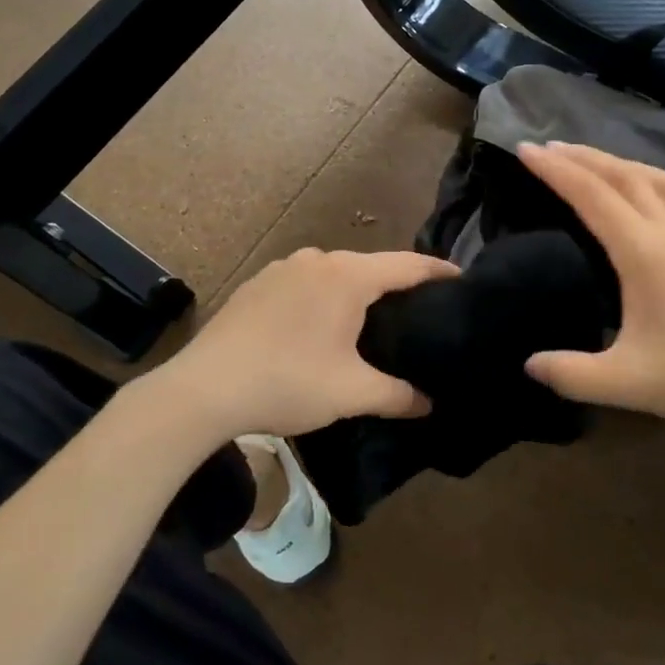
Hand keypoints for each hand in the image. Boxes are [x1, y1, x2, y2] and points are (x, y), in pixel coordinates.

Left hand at [162, 248, 458, 438]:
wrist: (203, 389)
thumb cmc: (287, 383)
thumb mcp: (351, 393)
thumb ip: (397, 395)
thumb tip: (429, 404)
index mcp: (348, 276)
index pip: (408, 265)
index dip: (439, 272)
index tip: (462, 280)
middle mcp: (317, 260)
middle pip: (371, 266)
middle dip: (397, 285)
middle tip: (419, 312)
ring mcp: (282, 268)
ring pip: (335, 273)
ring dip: (356, 292)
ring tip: (371, 321)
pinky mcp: (257, 284)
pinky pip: (305, 283)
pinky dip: (323, 297)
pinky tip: (318, 326)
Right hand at [519, 143, 664, 437]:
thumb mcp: (627, 384)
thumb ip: (571, 374)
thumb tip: (528, 364)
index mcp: (645, 254)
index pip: (593, 197)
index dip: (556, 171)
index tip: (525, 150)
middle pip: (625, 177)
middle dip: (583, 157)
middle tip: (547, 148)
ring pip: (657, 181)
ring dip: (620, 163)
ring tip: (593, 162)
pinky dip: (655, 185)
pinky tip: (650, 199)